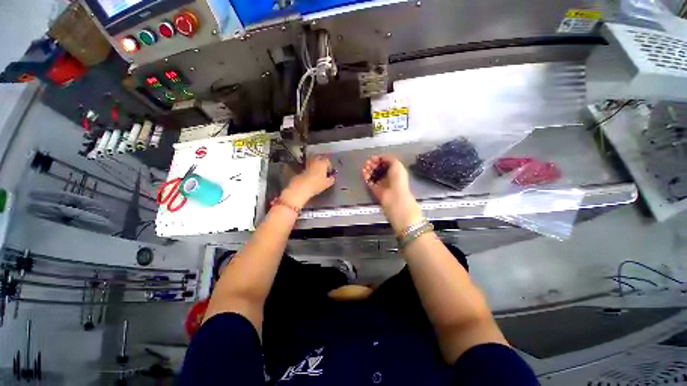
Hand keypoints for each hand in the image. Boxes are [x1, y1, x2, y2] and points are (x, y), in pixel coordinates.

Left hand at [282, 155, 335, 208]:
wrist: (302, 187)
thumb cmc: (317, 184)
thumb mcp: (327, 183)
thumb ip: (331, 179)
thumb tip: (332, 177)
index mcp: (323, 163)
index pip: (327, 161)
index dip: (329, 166)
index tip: (329, 172)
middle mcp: (315, 161)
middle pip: (319, 158)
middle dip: (321, 162)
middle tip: (323, 169)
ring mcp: (308, 164)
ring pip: (313, 161)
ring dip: (315, 165)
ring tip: (317, 172)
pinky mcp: (302, 169)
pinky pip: (308, 167)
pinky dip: (310, 169)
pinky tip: (311, 176)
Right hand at [362, 155, 422, 232]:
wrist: (394, 196)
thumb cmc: (398, 179)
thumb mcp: (397, 164)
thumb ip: (389, 158)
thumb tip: (381, 158)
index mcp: (395, 170)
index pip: (385, 163)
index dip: (379, 159)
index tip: (374, 158)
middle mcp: (387, 176)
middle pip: (378, 168)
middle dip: (373, 163)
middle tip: (369, 162)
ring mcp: (380, 182)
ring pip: (372, 173)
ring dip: (368, 168)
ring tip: (365, 166)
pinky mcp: (374, 188)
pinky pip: (368, 180)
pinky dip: (365, 175)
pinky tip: (363, 171)